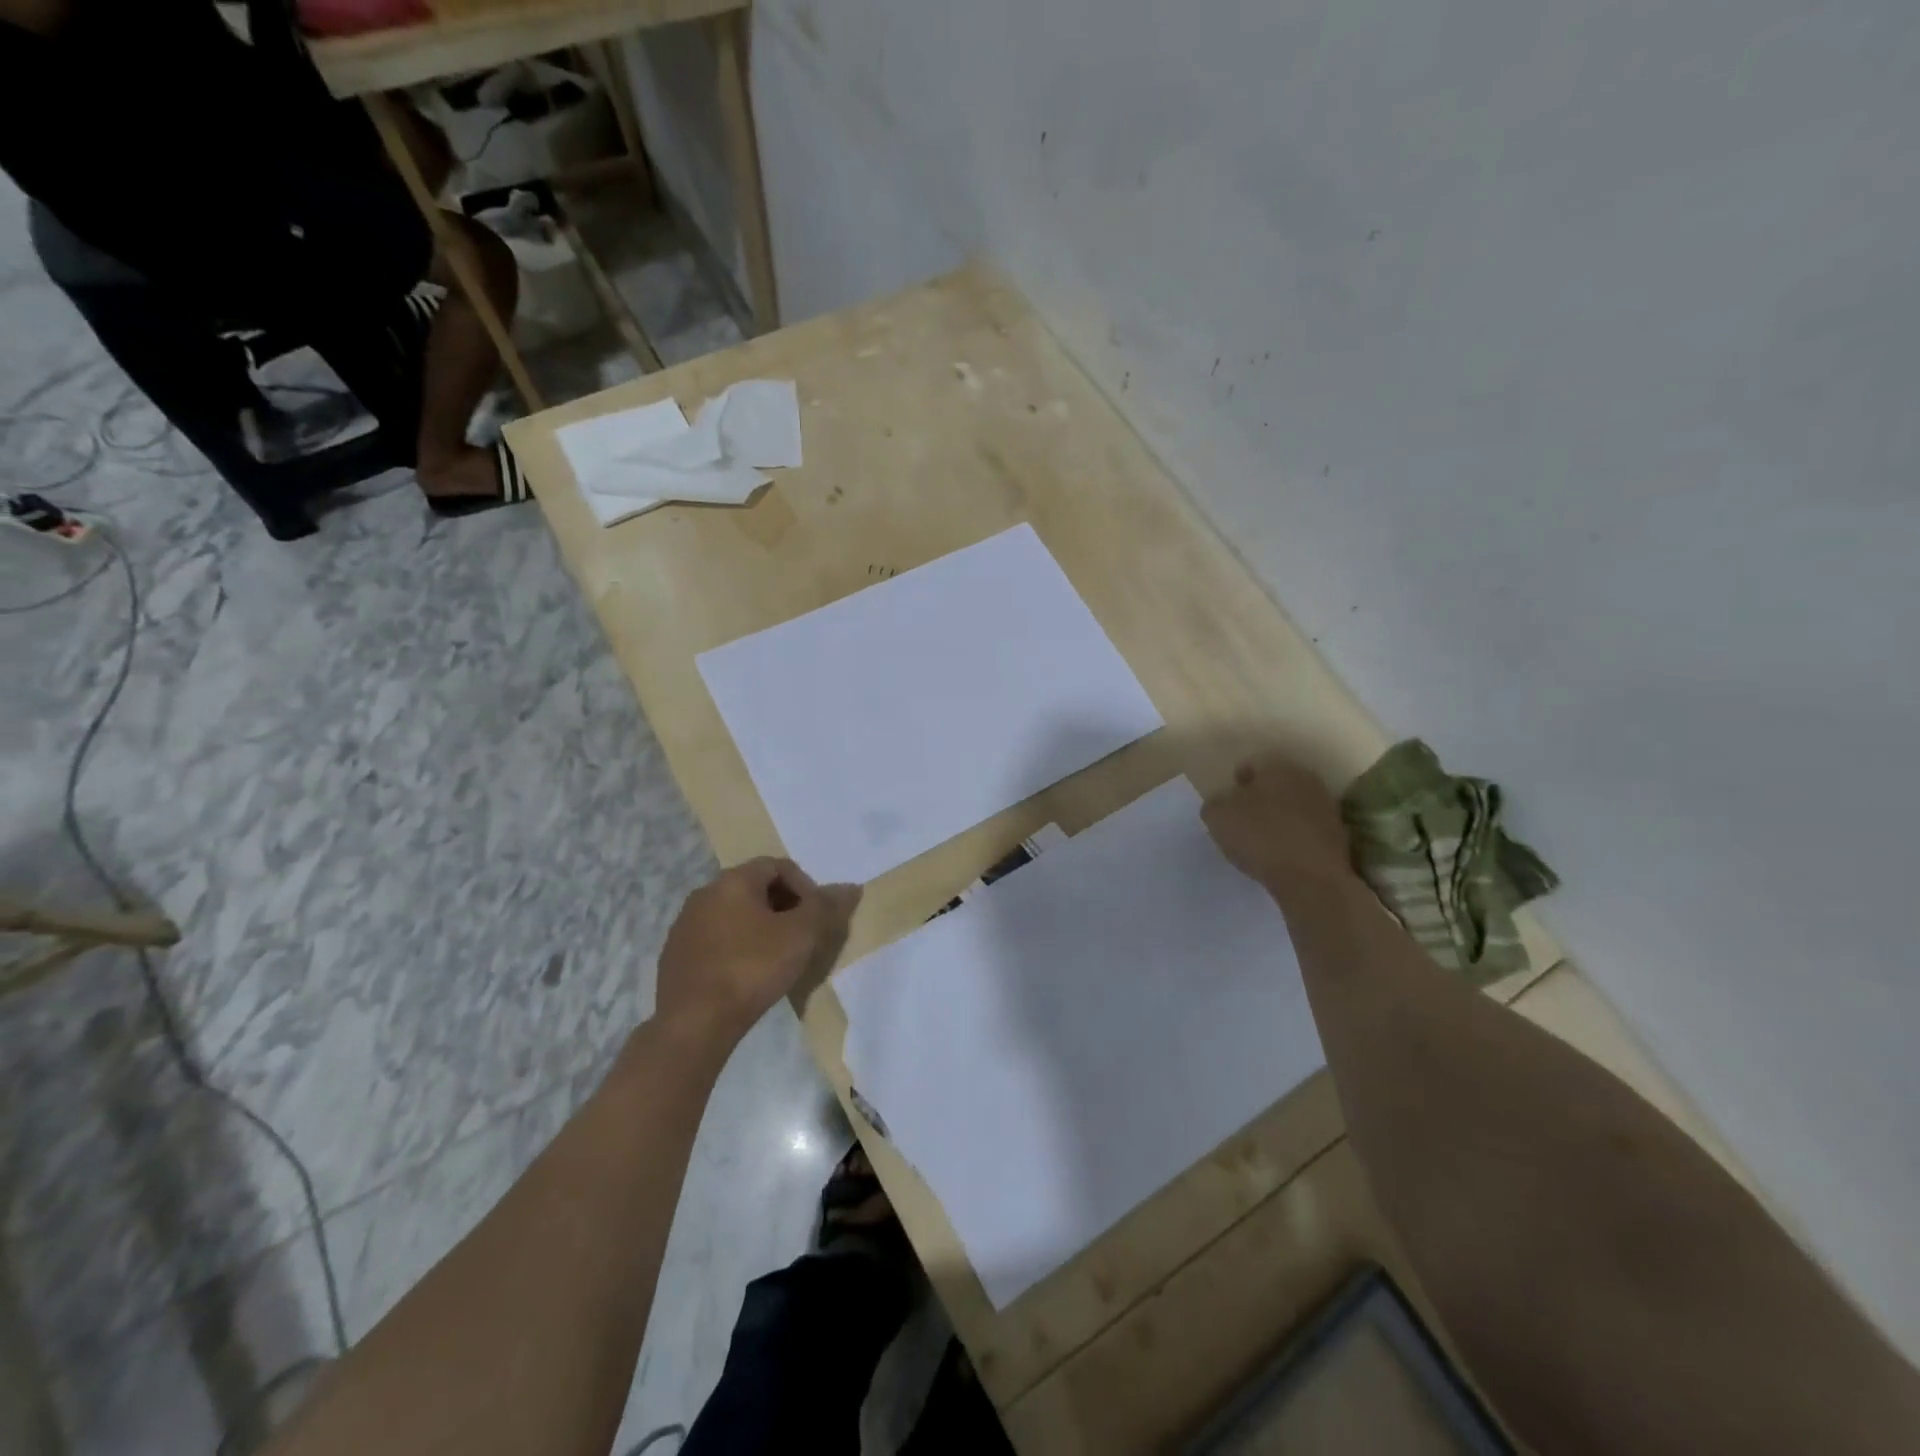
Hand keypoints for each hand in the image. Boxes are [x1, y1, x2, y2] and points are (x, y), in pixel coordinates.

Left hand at [656, 858, 861, 1045]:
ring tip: (777, 956)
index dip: (804, 886)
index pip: (777, 865)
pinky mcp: (675, 954)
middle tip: (801, 935)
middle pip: (754, 887)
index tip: (816, 916)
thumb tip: (850, 887)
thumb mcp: (801, 935)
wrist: (694, 1022)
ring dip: (759, 926)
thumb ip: (826, 906)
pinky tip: (747, 974)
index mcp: (733, 880)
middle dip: (784, 906)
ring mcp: (685, 924)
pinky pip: (715, 938)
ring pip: (733, 914)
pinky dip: (736, 946)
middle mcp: (704, 893)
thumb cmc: (752, 969)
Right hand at [1202, 757, 1357, 898]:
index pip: (1250, 766)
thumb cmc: (1260, 837)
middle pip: (1274, 785)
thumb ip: (1215, 803)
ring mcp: (1326, 806)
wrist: (1312, 878)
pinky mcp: (1337, 834)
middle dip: (1258, 799)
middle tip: (1241, 822)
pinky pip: (1305, 829)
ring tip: (1260, 842)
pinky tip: (1281, 855)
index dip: (1234, 785)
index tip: (1226, 807)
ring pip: (1291, 806)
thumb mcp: (1217, 817)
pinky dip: (1292, 837)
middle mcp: (1305, 779)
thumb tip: (1224, 803)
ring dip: (1277, 818)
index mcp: (1276, 766)